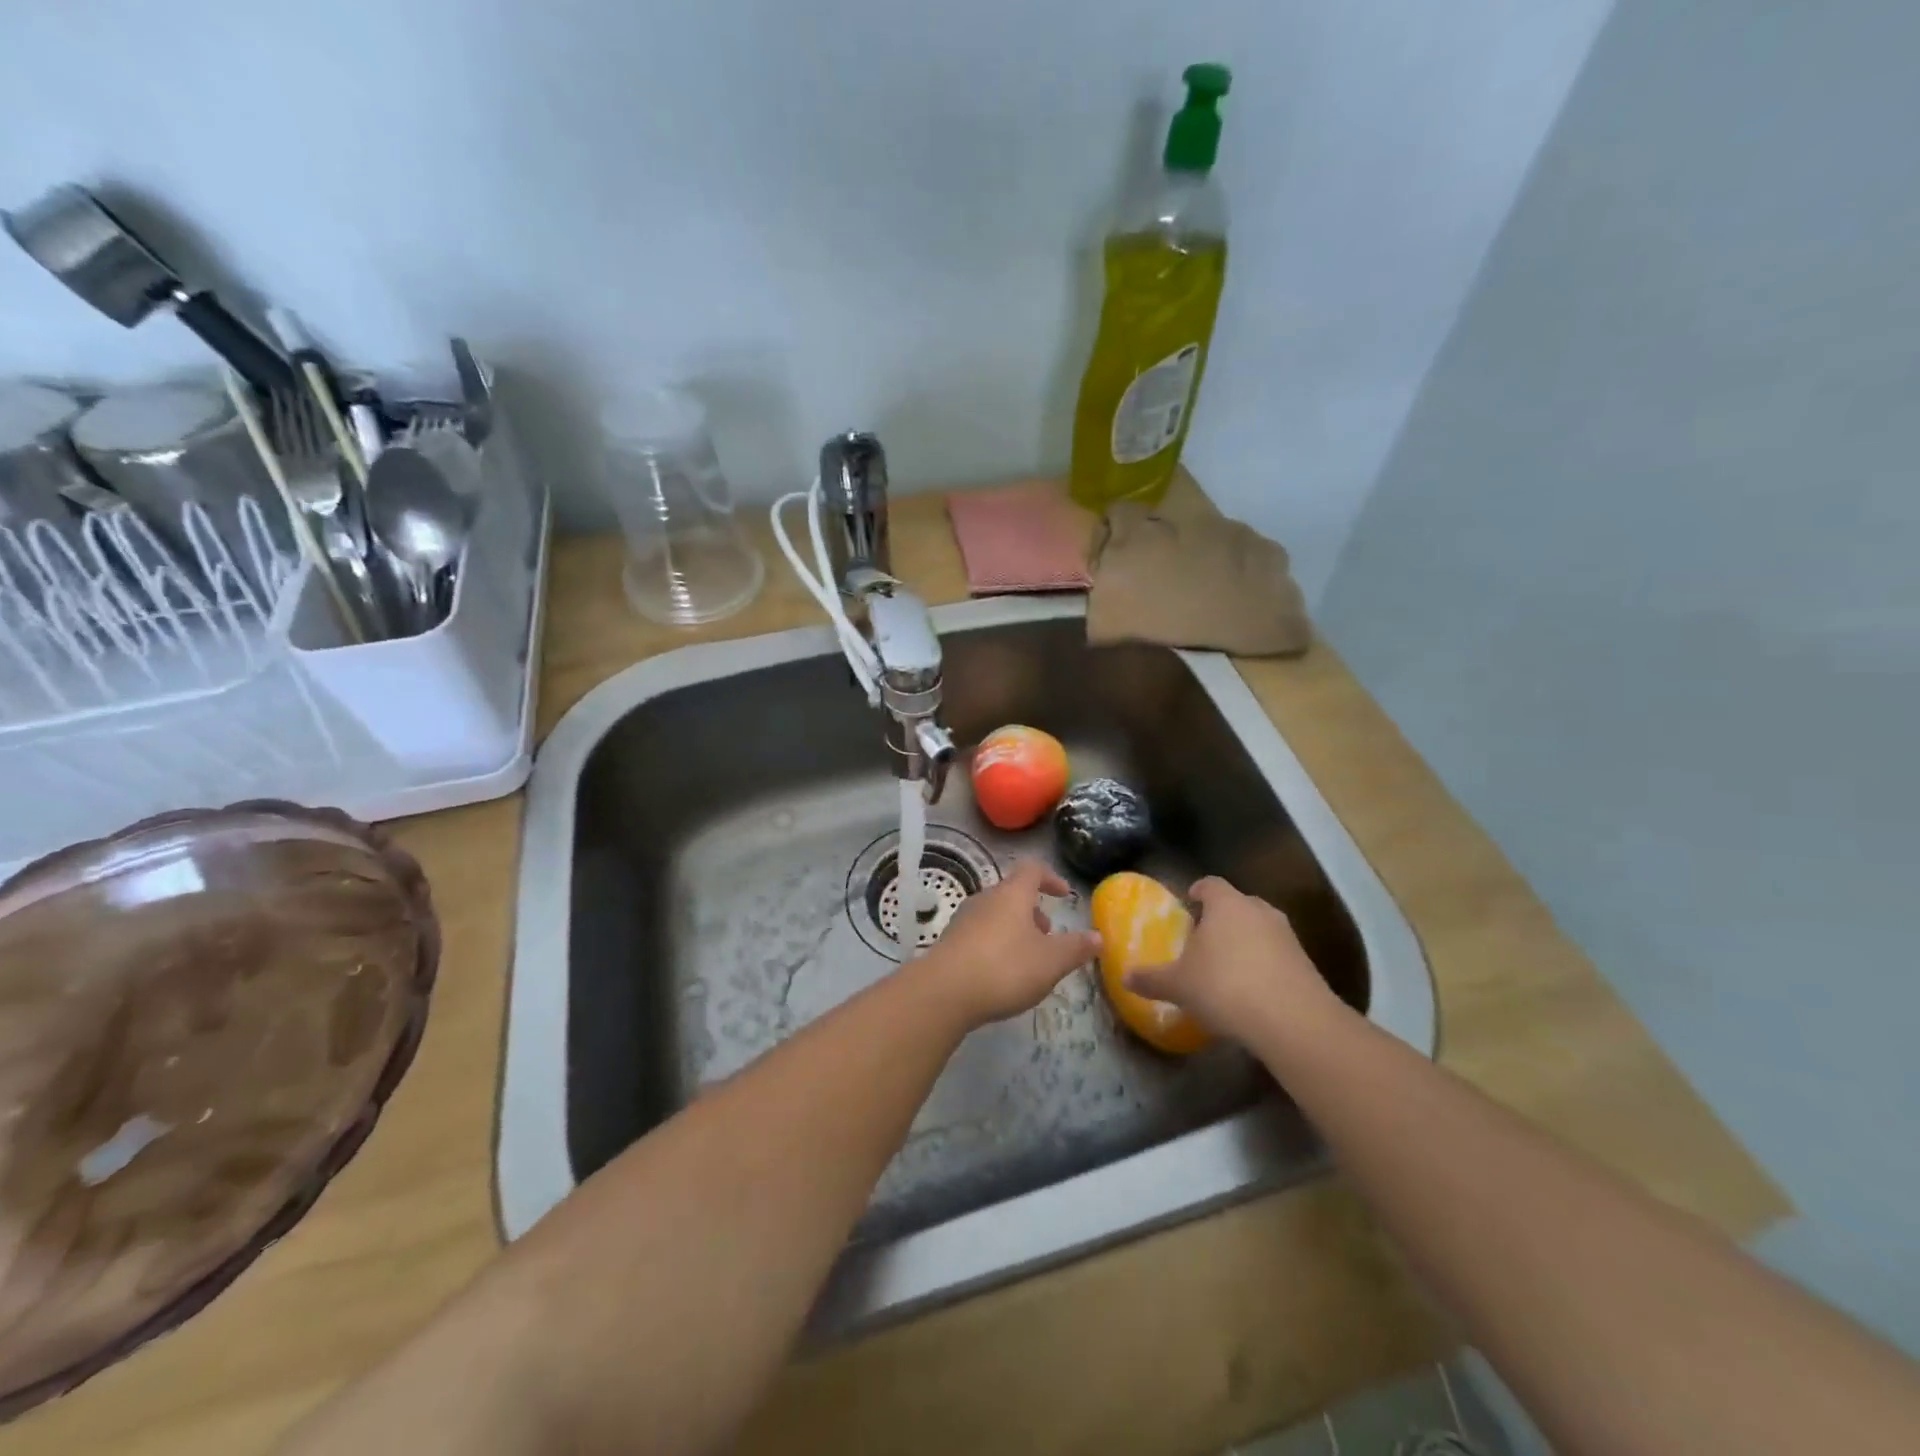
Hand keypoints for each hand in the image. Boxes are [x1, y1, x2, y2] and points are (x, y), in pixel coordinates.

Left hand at [918, 860, 1100, 1027]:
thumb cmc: (1004, 968)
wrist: (943, 992)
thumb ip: (1076, 948)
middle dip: (1033, 911)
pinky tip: (1000, 973)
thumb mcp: (1051, 961)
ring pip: (995, 914)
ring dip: (1014, 928)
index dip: (1051, 878)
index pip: (1033, 869)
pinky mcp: (949, 942)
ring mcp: (963, 919)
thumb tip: (1098, 936)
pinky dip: (995, 944)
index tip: (1064, 895)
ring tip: (1027, 958)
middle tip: (1048, 936)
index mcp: (1012, 894)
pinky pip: (979, 934)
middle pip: (1012, 893)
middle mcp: (985, 898)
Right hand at [1123, 877, 1340, 1040]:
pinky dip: (1264, 965)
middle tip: (1204, 939)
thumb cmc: (1225, 987)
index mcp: (1226, 904)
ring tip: (1227, 967)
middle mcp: (1258, 911)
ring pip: (1260, 929)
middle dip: (1221, 918)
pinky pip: (1277, 954)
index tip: (1188, 904)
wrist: (1293, 1021)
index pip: (1210, 884)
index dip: (1198, 891)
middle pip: (1237, 904)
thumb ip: (1151, 979)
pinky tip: (1252, 991)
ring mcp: (1287, 935)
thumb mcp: (1178, 985)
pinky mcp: (1306, 963)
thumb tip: (1124, 977)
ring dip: (1245, 942)